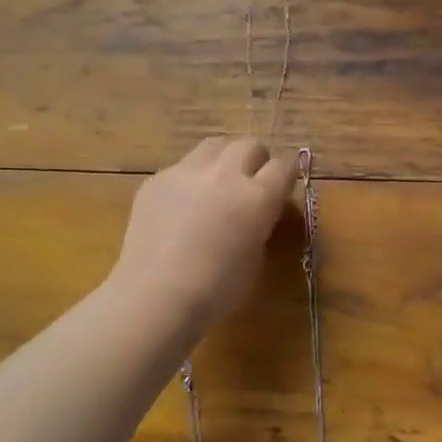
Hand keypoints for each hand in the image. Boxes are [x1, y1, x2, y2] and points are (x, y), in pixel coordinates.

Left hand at [107, 137, 297, 335]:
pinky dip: (189, 180)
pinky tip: (180, 207)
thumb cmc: (216, 290)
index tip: (284, 185)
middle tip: (251, 184)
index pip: (283, 165)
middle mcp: (224, 174)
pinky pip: (181, 167)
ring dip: (223, 161)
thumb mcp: (255, 259)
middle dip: (256, 160)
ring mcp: (186, 172)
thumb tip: (257, 212)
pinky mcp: (156, 179)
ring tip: (216, 186)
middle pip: (249, 145)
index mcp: (257, 197)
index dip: (287, 174)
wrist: (155, 297)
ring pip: (213, 146)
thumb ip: (261, 225)